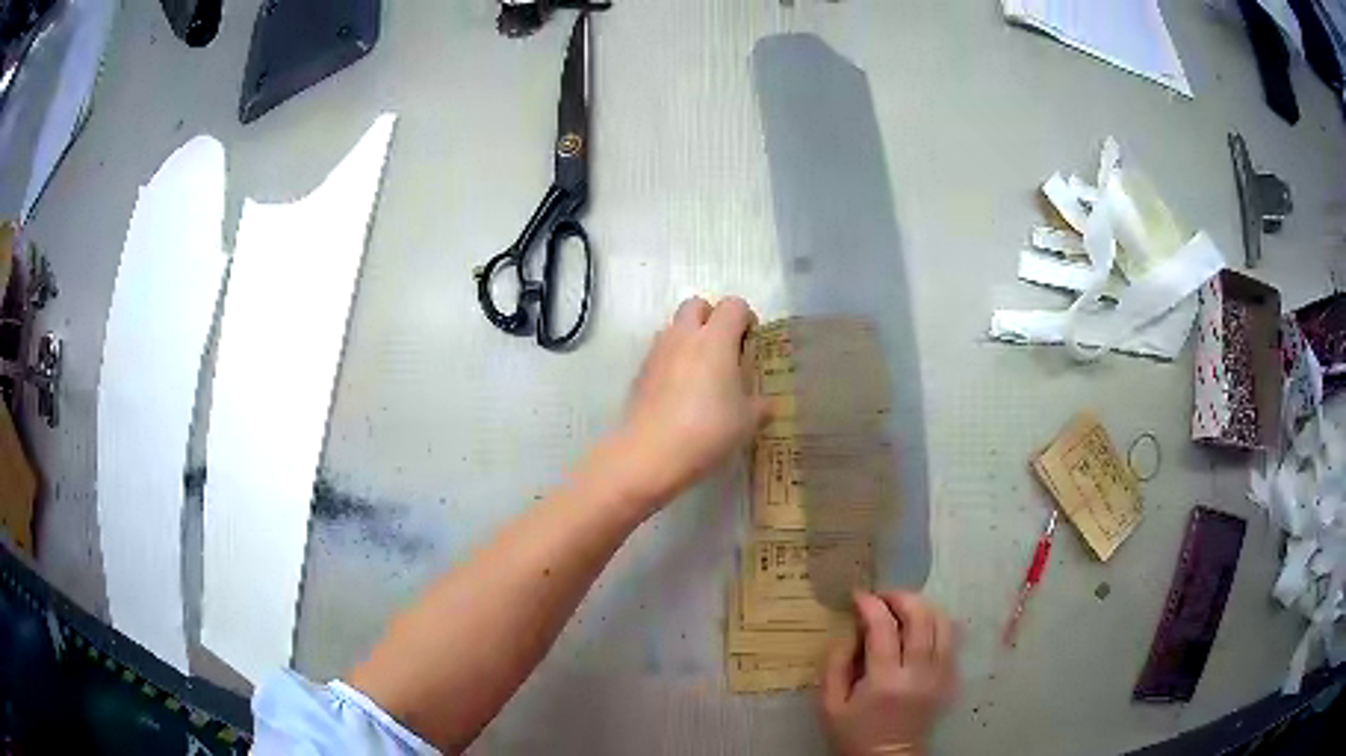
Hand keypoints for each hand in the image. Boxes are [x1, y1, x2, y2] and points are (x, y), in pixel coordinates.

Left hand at [599, 296, 765, 514]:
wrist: (650, 452)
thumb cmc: (708, 431)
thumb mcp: (747, 422)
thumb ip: (760, 405)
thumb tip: (765, 404)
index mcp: (716, 339)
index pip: (733, 305)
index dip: (746, 318)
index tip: (750, 343)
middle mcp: (684, 335)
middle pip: (697, 304)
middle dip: (712, 318)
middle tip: (725, 349)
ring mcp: (658, 351)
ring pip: (675, 327)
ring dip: (690, 338)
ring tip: (702, 373)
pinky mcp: (641, 371)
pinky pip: (661, 351)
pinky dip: (673, 360)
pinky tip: (680, 392)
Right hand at [821, 591, 958, 755]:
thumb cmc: (854, 734)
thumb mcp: (829, 705)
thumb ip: (835, 664)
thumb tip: (850, 631)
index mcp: (885, 681)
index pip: (883, 628)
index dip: (870, 604)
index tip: (858, 596)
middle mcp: (919, 673)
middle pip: (921, 617)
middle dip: (900, 597)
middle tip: (881, 597)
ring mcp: (940, 674)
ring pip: (942, 622)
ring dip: (921, 607)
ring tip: (901, 608)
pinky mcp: (950, 678)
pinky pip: (950, 638)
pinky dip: (935, 623)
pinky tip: (918, 627)